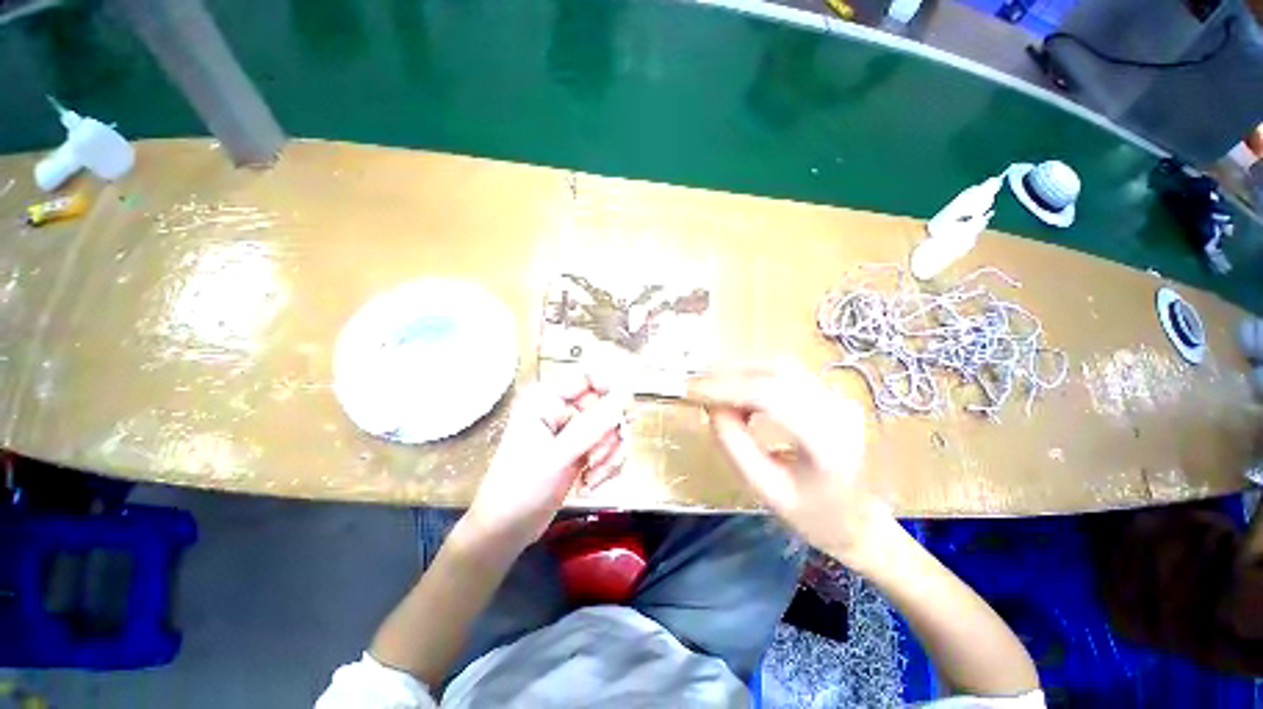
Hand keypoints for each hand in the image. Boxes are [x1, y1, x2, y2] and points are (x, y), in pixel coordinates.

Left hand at [468, 371, 630, 548]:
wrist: (505, 531)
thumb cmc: (521, 489)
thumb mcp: (558, 456)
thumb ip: (594, 424)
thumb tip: (625, 394)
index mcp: (548, 400)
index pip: (589, 378)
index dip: (612, 389)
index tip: (627, 414)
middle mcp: (563, 411)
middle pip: (607, 406)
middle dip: (610, 436)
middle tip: (599, 458)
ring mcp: (574, 433)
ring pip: (612, 430)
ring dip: (610, 456)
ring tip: (592, 478)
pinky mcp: (582, 452)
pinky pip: (610, 449)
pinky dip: (608, 467)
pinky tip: (590, 484)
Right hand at [689, 363, 889, 564]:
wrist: (860, 520)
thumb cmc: (813, 516)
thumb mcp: (765, 489)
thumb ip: (734, 445)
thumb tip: (711, 406)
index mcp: (827, 442)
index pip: (771, 396)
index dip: (727, 388)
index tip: (693, 391)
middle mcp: (837, 410)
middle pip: (775, 372)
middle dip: (728, 375)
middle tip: (697, 387)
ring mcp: (837, 398)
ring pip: (778, 367)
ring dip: (740, 373)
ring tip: (712, 391)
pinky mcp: (830, 394)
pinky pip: (784, 374)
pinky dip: (753, 377)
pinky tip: (738, 394)